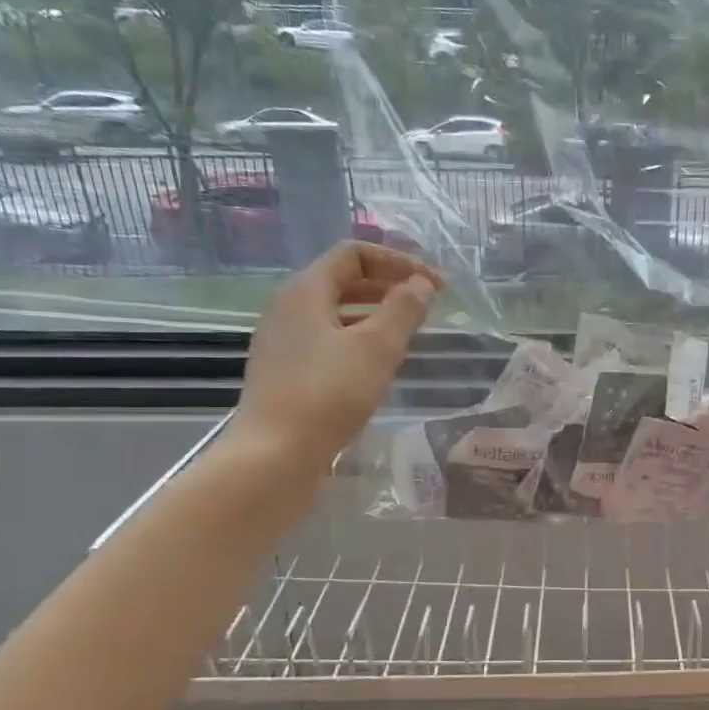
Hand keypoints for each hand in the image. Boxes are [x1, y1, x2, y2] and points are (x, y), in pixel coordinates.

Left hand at [228, 242, 441, 476]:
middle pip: (343, 280)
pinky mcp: (285, 373)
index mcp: (305, 291)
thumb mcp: (377, 348)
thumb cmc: (329, 394)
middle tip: (426, 306)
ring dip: (375, 314)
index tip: (434, 286)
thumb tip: (422, 284)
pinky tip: (378, 366)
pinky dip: (357, 340)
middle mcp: (288, 308)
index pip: (354, 254)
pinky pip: (327, 341)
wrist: (274, 455)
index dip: (398, 262)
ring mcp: (283, 342)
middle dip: (388, 286)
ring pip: (336, 313)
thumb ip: (404, 310)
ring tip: (407, 334)